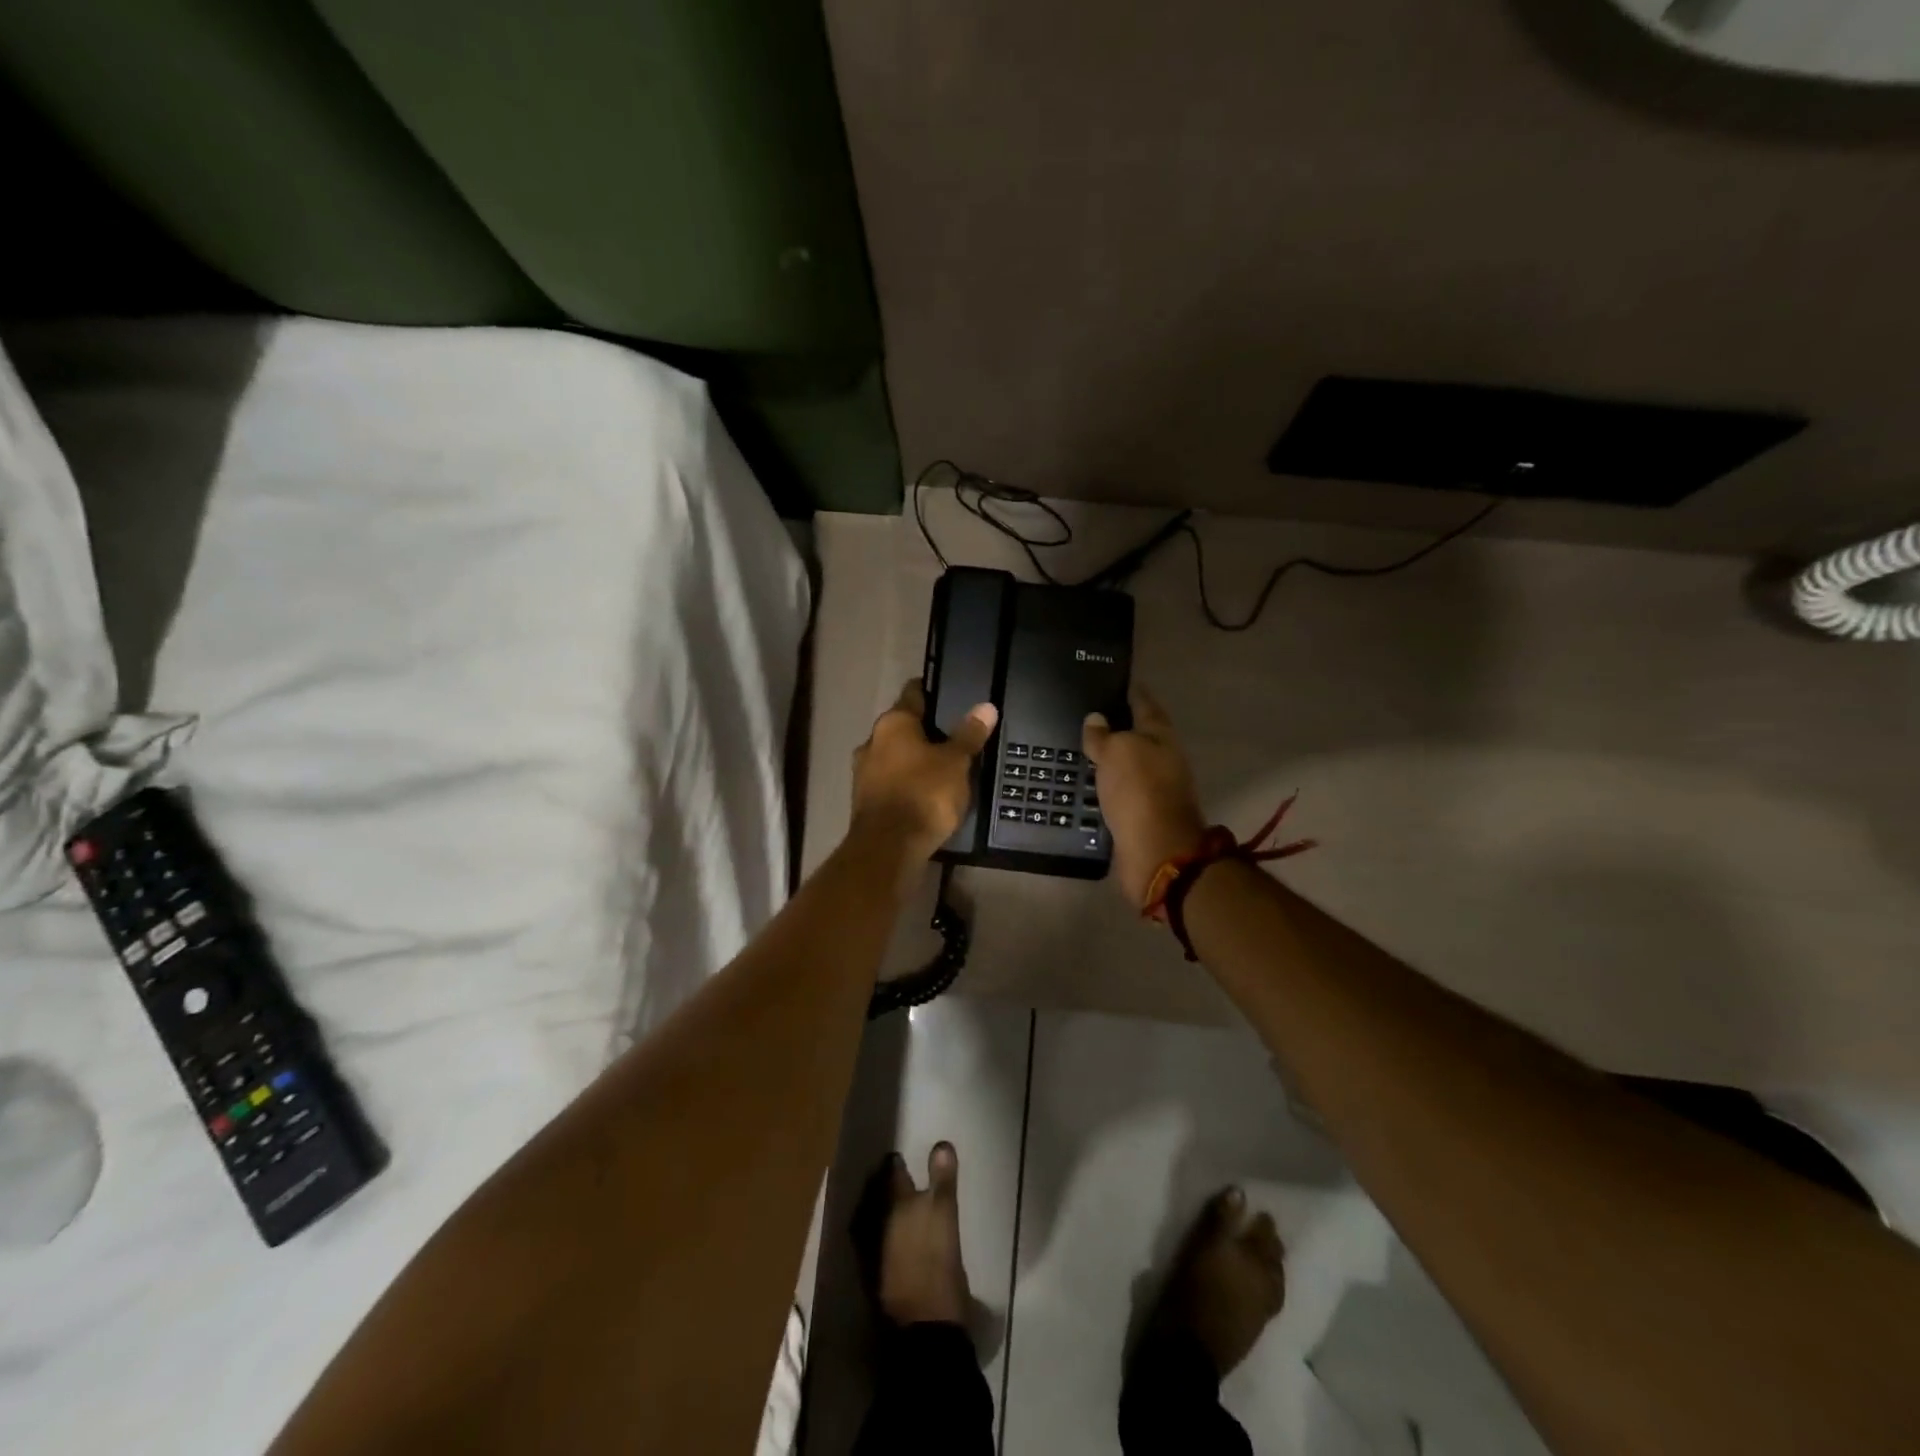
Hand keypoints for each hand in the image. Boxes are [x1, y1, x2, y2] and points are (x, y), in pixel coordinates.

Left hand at [851, 679, 997, 862]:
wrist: (889, 847)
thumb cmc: (924, 794)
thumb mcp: (956, 762)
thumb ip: (969, 734)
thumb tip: (986, 707)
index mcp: (893, 723)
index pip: (914, 693)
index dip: (933, 692)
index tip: (951, 695)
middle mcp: (872, 741)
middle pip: (903, 727)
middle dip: (926, 731)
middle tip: (955, 737)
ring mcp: (864, 772)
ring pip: (895, 756)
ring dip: (915, 760)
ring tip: (944, 768)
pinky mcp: (865, 800)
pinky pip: (891, 782)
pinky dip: (907, 783)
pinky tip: (926, 793)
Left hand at [871, 1143, 970, 1327]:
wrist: (926, 1327)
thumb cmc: (940, 1266)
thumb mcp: (946, 1215)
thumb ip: (942, 1179)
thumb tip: (942, 1144)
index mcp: (899, 1206)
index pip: (894, 1175)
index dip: (895, 1164)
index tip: (897, 1155)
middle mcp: (882, 1224)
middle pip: (880, 1197)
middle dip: (884, 1185)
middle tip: (895, 1174)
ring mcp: (878, 1252)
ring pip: (877, 1220)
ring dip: (883, 1209)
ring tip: (894, 1203)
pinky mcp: (880, 1277)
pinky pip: (879, 1244)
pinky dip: (883, 1234)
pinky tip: (894, 1237)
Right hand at [1083, 684, 1206, 905]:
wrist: (1157, 852)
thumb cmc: (1140, 791)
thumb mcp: (1117, 752)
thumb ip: (1104, 735)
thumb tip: (1096, 719)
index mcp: (1161, 737)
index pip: (1145, 704)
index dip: (1131, 692)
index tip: (1116, 680)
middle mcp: (1162, 760)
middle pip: (1139, 736)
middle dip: (1118, 726)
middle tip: (1087, 716)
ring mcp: (1154, 790)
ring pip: (1128, 766)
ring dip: (1110, 759)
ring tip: (1080, 750)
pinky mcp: (1141, 816)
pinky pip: (1120, 793)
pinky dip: (1106, 786)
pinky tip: (1087, 784)